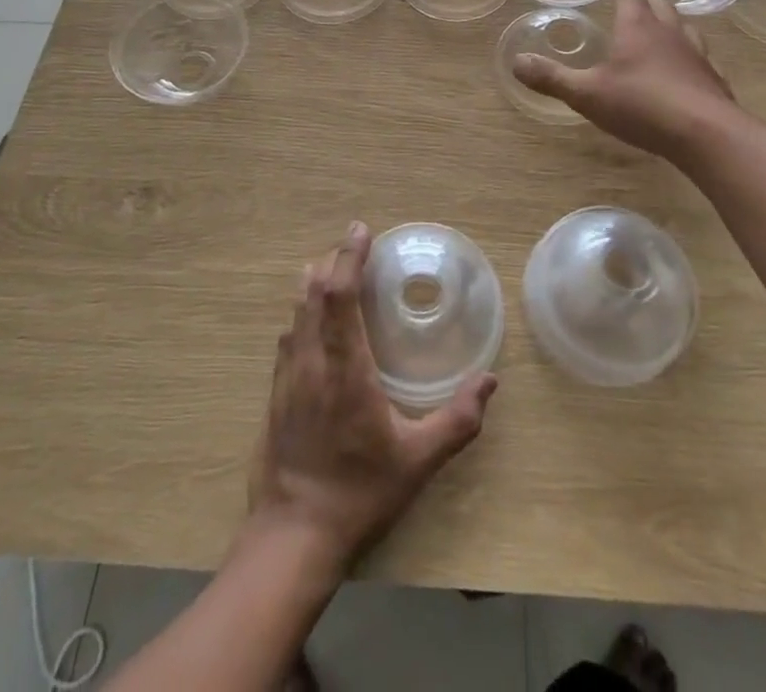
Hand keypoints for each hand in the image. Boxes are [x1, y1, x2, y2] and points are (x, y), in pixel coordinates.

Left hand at [249, 222, 497, 568]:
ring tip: (337, 271)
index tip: (362, 230)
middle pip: (312, 291)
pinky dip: (303, 311)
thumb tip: (490, 382)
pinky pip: (288, 334)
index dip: (349, 256)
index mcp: (344, 367)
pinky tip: (315, 320)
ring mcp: (287, 375)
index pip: (339, 295)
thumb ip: (457, 421)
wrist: (292, 536)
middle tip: (356, 248)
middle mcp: (310, 360)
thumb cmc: (359, 493)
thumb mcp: (417, 462)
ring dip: (315, 282)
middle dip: (333, 260)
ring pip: (295, 310)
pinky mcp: (275, 391)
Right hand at [511, 0, 737, 159]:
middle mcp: (670, 32)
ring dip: (671, 27)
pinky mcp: (714, 79)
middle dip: (645, 3)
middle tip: (633, 9)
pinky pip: (703, 59)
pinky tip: (687, 73)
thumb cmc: (641, 105)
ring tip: (660, 35)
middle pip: (660, 6)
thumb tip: (516, 62)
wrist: (705, 134)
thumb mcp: (586, 93)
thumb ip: (552, 77)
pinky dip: (691, 59)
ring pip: (685, 28)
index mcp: (637, 27)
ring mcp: (697, 54)